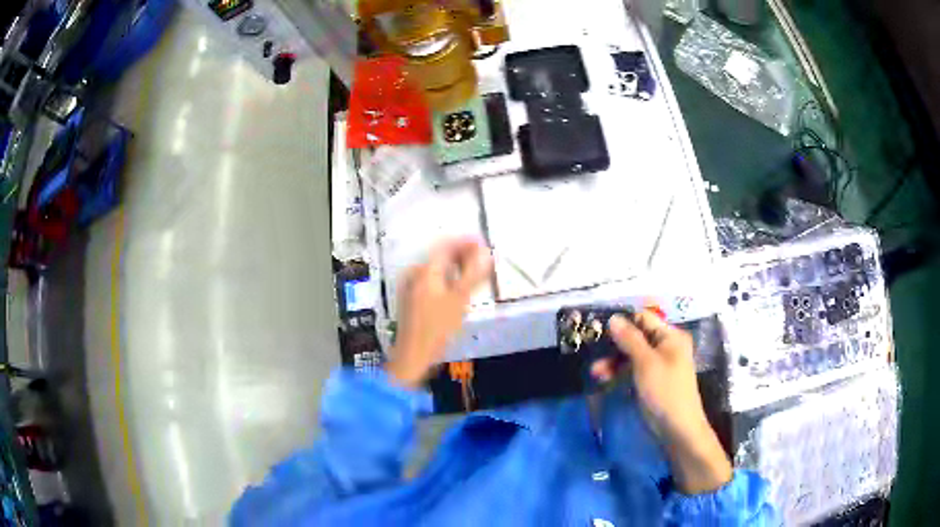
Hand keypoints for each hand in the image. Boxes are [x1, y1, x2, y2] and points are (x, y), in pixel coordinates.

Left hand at [385, 238, 492, 388]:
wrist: (412, 356)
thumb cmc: (437, 328)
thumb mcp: (459, 300)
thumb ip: (473, 275)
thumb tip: (487, 253)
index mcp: (425, 271)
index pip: (446, 246)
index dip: (466, 241)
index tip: (484, 242)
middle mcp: (415, 274)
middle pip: (440, 256)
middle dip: (462, 254)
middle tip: (483, 259)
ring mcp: (411, 286)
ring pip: (437, 269)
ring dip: (456, 267)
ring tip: (474, 273)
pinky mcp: (412, 299)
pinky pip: (432, 280)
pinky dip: (447, 279)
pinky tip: (458, 289)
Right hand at [593, 310, 732, 494]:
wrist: (677, 429)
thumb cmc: (664, 391)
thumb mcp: (645, 363)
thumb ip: (629, 339)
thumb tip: (613, 317)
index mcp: (670, 336)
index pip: (643, 318)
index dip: (622, 323)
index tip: (599, 331)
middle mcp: (666, 346)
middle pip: (635, 337)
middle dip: (614, 347)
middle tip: (594, 355)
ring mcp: (659, 364)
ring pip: (631, 355)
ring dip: (614, 362)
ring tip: (596, 374)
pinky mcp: (651, 381)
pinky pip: (633, 370)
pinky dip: (620, 373)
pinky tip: (605, 381)